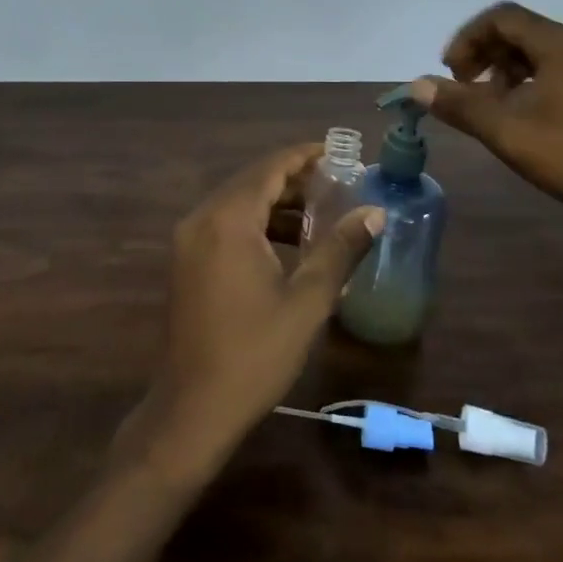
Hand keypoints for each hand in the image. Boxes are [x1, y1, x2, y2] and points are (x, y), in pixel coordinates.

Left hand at [122, 144, 382, 476]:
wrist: (193, 409)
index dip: (304, 156)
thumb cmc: (254, 354)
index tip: (337, 152)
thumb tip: (375, 213)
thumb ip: (340, 250)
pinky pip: (225, 225)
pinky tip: (289, 244)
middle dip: (294, 180)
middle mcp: (202, 219)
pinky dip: (257, 224)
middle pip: (252, 181)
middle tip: (338, 183)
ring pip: (238, 204)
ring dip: (276, 203)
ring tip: (322, 212)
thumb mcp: (307, 301)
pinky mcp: (187, 261)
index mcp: (228, 220)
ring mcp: (189, 240)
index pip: (269, 168)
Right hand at [412, 1, 562, 235]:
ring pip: (543, 54)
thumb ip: (460, 105)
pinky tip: (529, 120)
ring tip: (494, 109)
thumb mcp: (509, 133)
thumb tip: (416, 85)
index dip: (467, 38)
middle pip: (523, 32)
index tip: (450, 73)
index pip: (503, 16)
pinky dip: (534, 84)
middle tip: (466, 91)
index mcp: (562, 45)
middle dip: (486, 55)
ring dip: (508, 72)